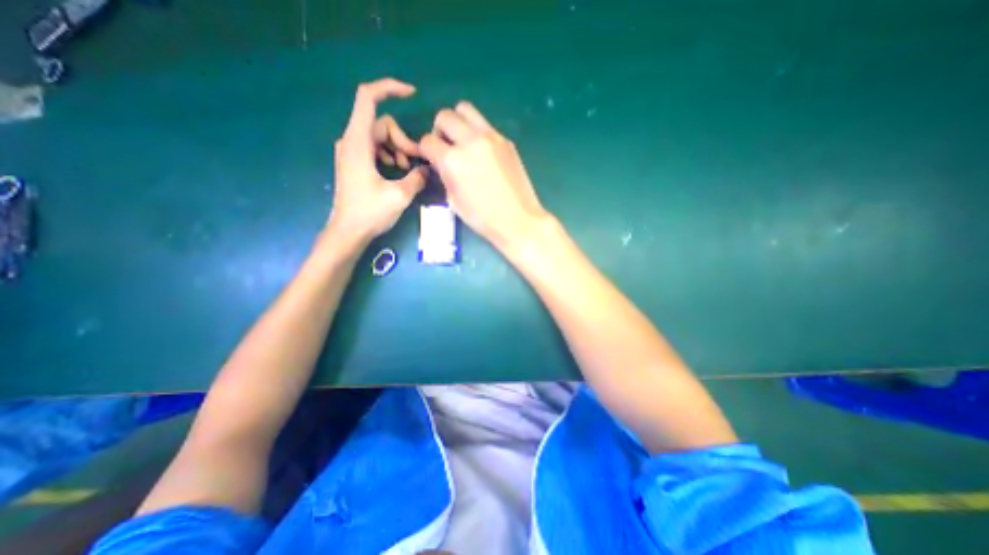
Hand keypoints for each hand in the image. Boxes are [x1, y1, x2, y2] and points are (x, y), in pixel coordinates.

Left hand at [327, 77, 429, 242]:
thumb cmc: (370, 213)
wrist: (348, 231)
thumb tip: (427, 169)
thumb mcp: (399, 195)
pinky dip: (390, 155)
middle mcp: (351, 141)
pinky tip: (397, 171)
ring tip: (407, 169)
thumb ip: (417, 178)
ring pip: (380, 136)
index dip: (389, 88)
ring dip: (398, 149)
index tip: (412, 94)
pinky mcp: (355, 162)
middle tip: (416, 162)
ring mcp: (352, 151)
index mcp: (358, 142)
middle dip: (403, 139)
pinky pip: (375, 148)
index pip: (368, 97)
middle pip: (382, 124)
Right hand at [419, 102, 551, 251]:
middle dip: (439, 130)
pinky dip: (477, 133)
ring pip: (466, 109)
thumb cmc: (483, 218)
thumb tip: (442, 164)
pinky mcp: (506, 140)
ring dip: (458, 122)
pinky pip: (485, 125)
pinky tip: (483, 153)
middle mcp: (470, 141)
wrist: (518, 219)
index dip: (426, 151)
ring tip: (463, 143)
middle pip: (445, 116)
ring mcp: (491, 137)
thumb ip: (445, 176)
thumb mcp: (454, 201)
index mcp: (453, 160)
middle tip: (447, 148)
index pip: (427, 141)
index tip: (432, 159)